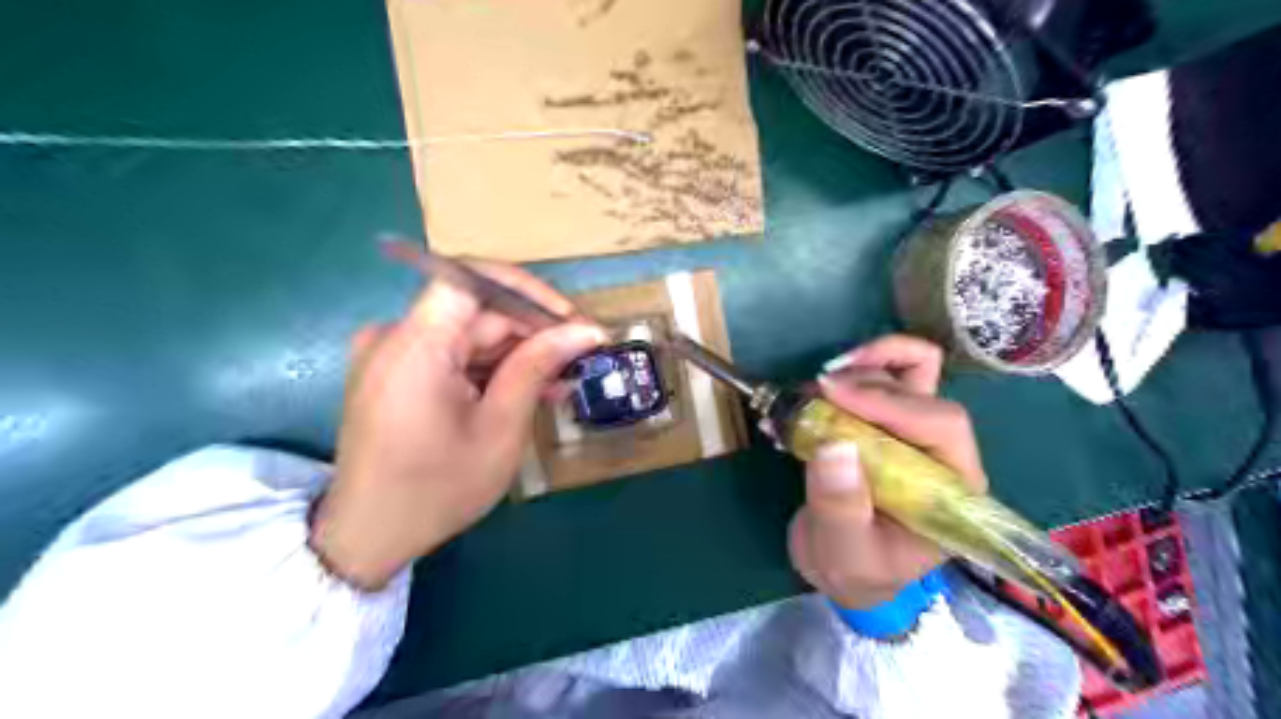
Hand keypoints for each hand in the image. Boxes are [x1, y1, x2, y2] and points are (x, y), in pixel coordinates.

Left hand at [313, 257, 605, 589]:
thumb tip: (586, 331)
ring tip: (563, 380)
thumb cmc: (437, 489)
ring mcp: (392, 354)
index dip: (526, 290)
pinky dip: (491, 368)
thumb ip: (538, 367)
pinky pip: (453, 354)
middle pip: (476, 310)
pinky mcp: (396, 371)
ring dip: (517, 352)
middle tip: (580, 357)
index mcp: (415, 346)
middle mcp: (395, 336)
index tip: (568, 320)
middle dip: (532, 330)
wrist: (369, 536)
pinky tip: (528, 389)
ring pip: (470, 333)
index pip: (471, 278)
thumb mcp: (500, 428)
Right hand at [787, 334, 983, 609]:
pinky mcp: (882, 423)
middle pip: (922, 388)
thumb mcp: (846, 553)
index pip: (940, 424)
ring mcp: (910, 433)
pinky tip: (809, 393)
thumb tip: (835, 446)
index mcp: (951, 487)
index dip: (890, 401)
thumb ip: (842, 508)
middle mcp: (938, 452)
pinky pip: (876, 378)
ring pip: (905, 371)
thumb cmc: (855, 570)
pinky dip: (846, 373)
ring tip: (808, 391)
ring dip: (857, 368)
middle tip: (813, 392)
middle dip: (866, 380)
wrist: (840, 568)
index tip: (832, 393)